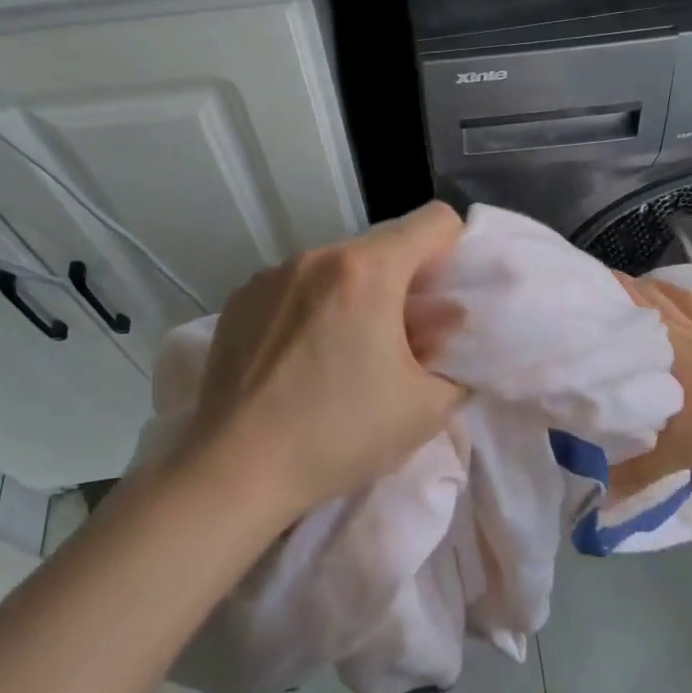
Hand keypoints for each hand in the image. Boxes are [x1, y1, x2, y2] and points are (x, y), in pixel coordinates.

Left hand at [184, 202, 466, 516]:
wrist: (235, 471)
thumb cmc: (338, 436)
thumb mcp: (424, 409)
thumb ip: (456, 359)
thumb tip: (446, 329)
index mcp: (367, 271)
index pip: (434, 221)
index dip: (453, 253)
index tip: (443, 301)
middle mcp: (317, 256)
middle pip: (384, 246)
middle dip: (404, 283)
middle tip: (398, 341)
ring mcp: (272, 274)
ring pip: (339, 265)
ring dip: (357, 294)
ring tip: (343, 354)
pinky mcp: (240, 298)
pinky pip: (297, 285)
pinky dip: (314, 306)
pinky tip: (300, 359)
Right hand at [607, 275, 691, 496]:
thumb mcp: (673, 452)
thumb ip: (633, 473)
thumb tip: (595, 498)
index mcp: (659, 344)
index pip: (623, 306)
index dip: (599, 291)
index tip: (575, 290)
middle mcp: (682, 328)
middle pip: (649, 294)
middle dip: (624, 287)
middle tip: (600, 290)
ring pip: (683, 299)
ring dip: (662, 292)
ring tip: (646, 293)